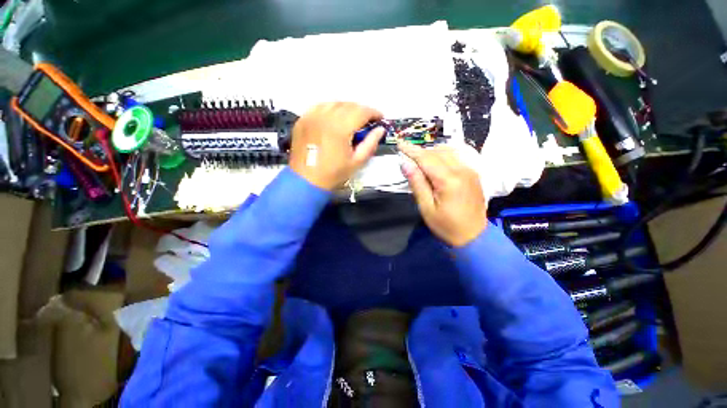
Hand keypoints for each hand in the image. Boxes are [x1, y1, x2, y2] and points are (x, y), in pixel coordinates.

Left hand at [289, 102, 385, 190]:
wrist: (306, 180)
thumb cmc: (333, 174)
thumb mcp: (356, 162)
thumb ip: (370, 144)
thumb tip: (380, 130)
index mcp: (340, 128)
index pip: (362, 111)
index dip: (374, 113)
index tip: (380, 118)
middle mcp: (326, 116)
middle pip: (349, 105)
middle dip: (361, 111)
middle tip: (367, 122)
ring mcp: (312, 116)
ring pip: (334, 103)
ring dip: (347, 109)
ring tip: (351, 121)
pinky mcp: (303, 119)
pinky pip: (320, 107)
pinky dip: (331, 110)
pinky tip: (334, 119)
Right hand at [399, 142, 487, 246]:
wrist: (473, 237)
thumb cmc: (446, 226)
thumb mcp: (426, 208)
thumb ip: (417, 183)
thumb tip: (405, 164)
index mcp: (449, 180)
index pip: (427, 158)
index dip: (411, 150)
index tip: (399, 143)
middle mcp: (462, 170)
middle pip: (437, 152)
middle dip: (421, 151)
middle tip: (407, 156)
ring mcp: (470, 171)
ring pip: (448, 152)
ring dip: (432, 152)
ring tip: (420, 160)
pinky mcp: (473, 174)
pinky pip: (457, 157)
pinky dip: (443, 155)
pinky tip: (436, 163)